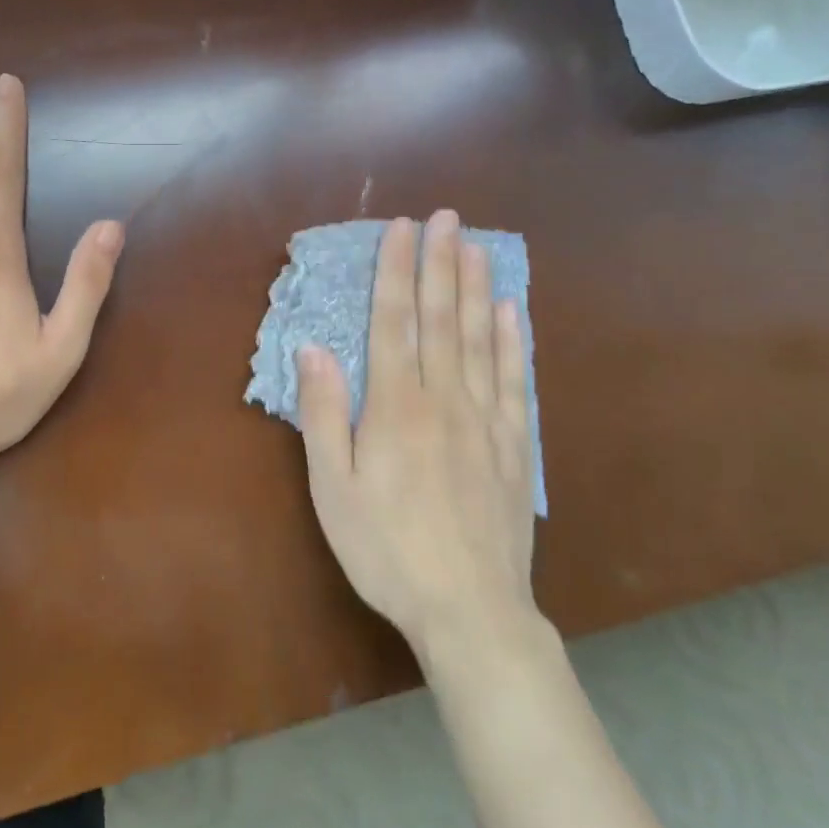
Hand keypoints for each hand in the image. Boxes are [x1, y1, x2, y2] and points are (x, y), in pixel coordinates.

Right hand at [297, 211, 540, 662]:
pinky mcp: (513, 444)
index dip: (397, 270)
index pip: (394, 321)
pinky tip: (511, 311)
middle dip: (440, 262)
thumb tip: (314, 349)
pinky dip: (513, 340)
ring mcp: (485, 419)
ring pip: (479, 338)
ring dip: (476, 287)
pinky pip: (515, 380)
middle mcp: (443, 398)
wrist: (470, 611)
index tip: (402, 228)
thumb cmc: (386, 548)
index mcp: (396, 405)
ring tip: (476, 246)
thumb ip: (325, 415)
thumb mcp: (334, 488)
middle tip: (446, 217)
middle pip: (441, 317)